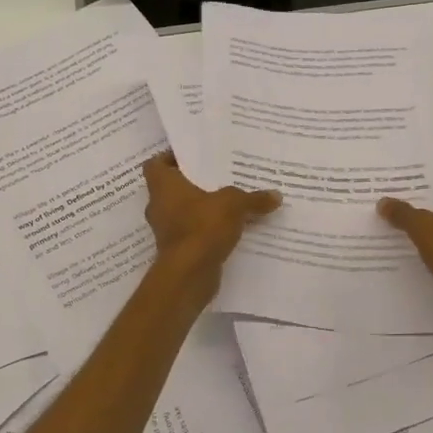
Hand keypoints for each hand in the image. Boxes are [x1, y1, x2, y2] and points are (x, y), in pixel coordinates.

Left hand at [142, 152, 280, 286]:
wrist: (189, 274)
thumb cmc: (202, 226)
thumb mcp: (234, 204)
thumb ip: (254, 198)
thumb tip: (276, 195)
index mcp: (163, 186)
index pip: (156, 164)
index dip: (169, 158)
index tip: (191, 157)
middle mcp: (159, 206)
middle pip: (172, 188)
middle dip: (193, 183)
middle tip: (218, 176)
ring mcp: (166, 230)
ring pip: (183, 212)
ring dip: (201, 209)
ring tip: (228, 202)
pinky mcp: (177, 251)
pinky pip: (192, 233)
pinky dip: (206, 230)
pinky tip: (230, 228)